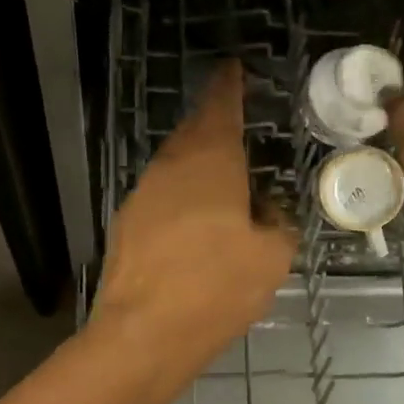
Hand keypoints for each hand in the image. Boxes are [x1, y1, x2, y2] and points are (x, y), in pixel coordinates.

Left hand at [94, 60, 296, 356]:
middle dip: (213, 123)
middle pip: (193, 132)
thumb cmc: (216, 288)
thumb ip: (277, 226)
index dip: (230, 86)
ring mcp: (142, 195)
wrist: (143, 335)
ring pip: (174, 165)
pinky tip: (195, 223)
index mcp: (210, 161)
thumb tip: (267, 215)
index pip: (221, 107)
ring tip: (222, 179)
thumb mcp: (271, 258)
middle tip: (234, 123)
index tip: (234, 68)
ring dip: (197, 164)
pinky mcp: (127, 226)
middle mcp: (170, 167)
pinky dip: (181, 197)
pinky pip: (161, 196)